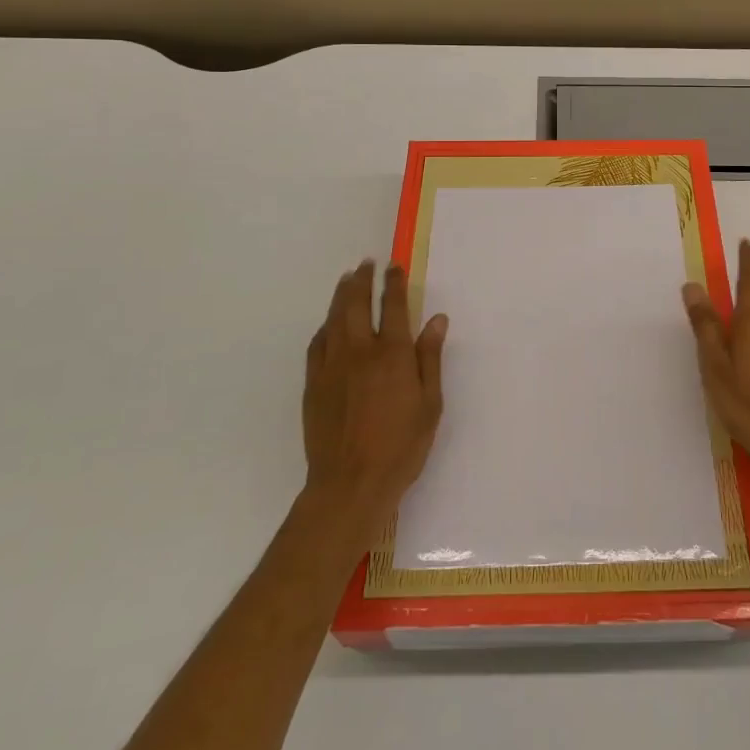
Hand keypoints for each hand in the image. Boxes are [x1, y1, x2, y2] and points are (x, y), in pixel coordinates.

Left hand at [301, 262, 447, 546]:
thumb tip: (436, 319)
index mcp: (391, 354)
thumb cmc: (401, 446)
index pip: (392, 306)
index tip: (393, 266)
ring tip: (345, 280)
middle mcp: (359, 352)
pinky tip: (327, 325)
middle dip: (361, 280)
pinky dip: (324, 327)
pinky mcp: (313, 385)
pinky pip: (317, 345)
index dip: (393, 283)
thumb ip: (430, 358)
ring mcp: (331, 367)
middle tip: (364, 264)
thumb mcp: (430, 403)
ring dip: (340, 296)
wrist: (350, 484)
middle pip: (355, 304)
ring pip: (333, 319)